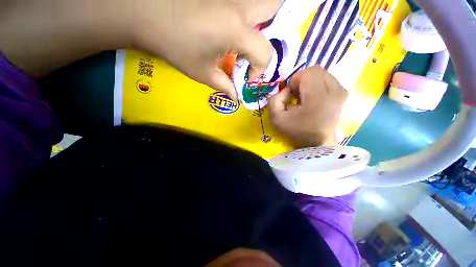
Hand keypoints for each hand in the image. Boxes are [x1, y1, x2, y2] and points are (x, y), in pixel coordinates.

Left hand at [1, 0, 278, 99]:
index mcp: (236, 30)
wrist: (145, 13)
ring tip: (250, 39)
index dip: (261, 69)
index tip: (249, 78)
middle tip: (261, 47)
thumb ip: (224, 86)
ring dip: (263, 20)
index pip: (265, 52)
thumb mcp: (202, 73)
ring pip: (261, 2)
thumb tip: (236, 97)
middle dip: (275, 29)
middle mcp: (240, 8)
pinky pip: (244, 3)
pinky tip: (237, 28)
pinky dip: (248, 16)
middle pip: (275, 7)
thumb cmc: (174, 45)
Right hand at [268, 66, 347, 146]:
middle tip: (297, 94)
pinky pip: (329, 79)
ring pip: (322, 74)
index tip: (291, 94)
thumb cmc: (298, 131)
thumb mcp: (276, 119)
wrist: (318, 142)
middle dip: (302, 80)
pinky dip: (318, 85)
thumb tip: (286, 90)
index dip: (296, 80)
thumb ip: (274, 101)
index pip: (308, 73)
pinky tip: (314, 97)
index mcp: (318, 98)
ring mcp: (341, 92)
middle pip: (316, 70)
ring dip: (310, 82)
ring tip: (305, 96)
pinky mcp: (344, 94)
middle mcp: (334, 91)